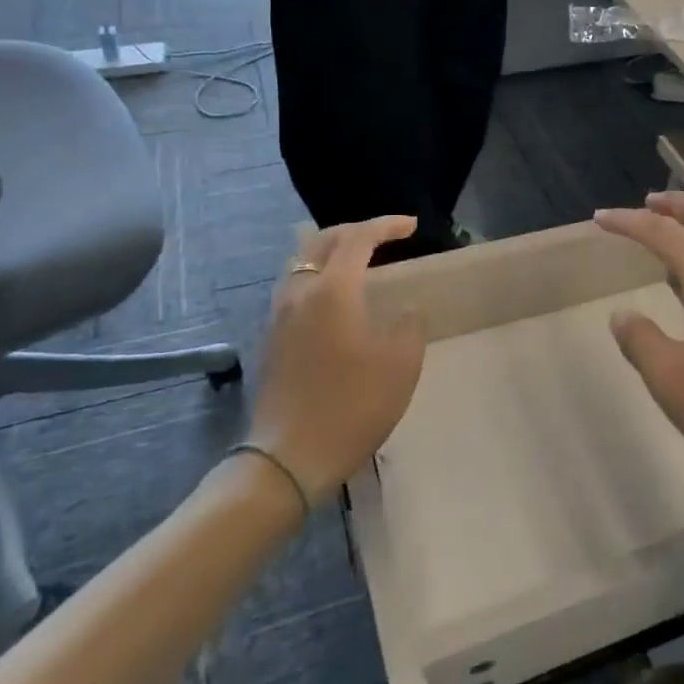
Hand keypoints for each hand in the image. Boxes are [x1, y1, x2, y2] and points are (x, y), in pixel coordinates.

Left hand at [247, 216, 426, 497]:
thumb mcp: (400, 364)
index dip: (387, 226)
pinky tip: (335, 298)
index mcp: (333, 289)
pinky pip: (295, 286)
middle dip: (356, 231)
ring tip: (359, 262)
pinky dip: (319, 275)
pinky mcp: (271, 338)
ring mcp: (279, 315)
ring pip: (302, 261)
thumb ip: (408, 325)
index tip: (412, 226)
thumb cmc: (352, 405)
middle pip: (322, 240)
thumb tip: (403, 310)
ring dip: (332, 251)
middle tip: (385, 236)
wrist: (289, 457)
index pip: (358, 238)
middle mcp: (300, 291)